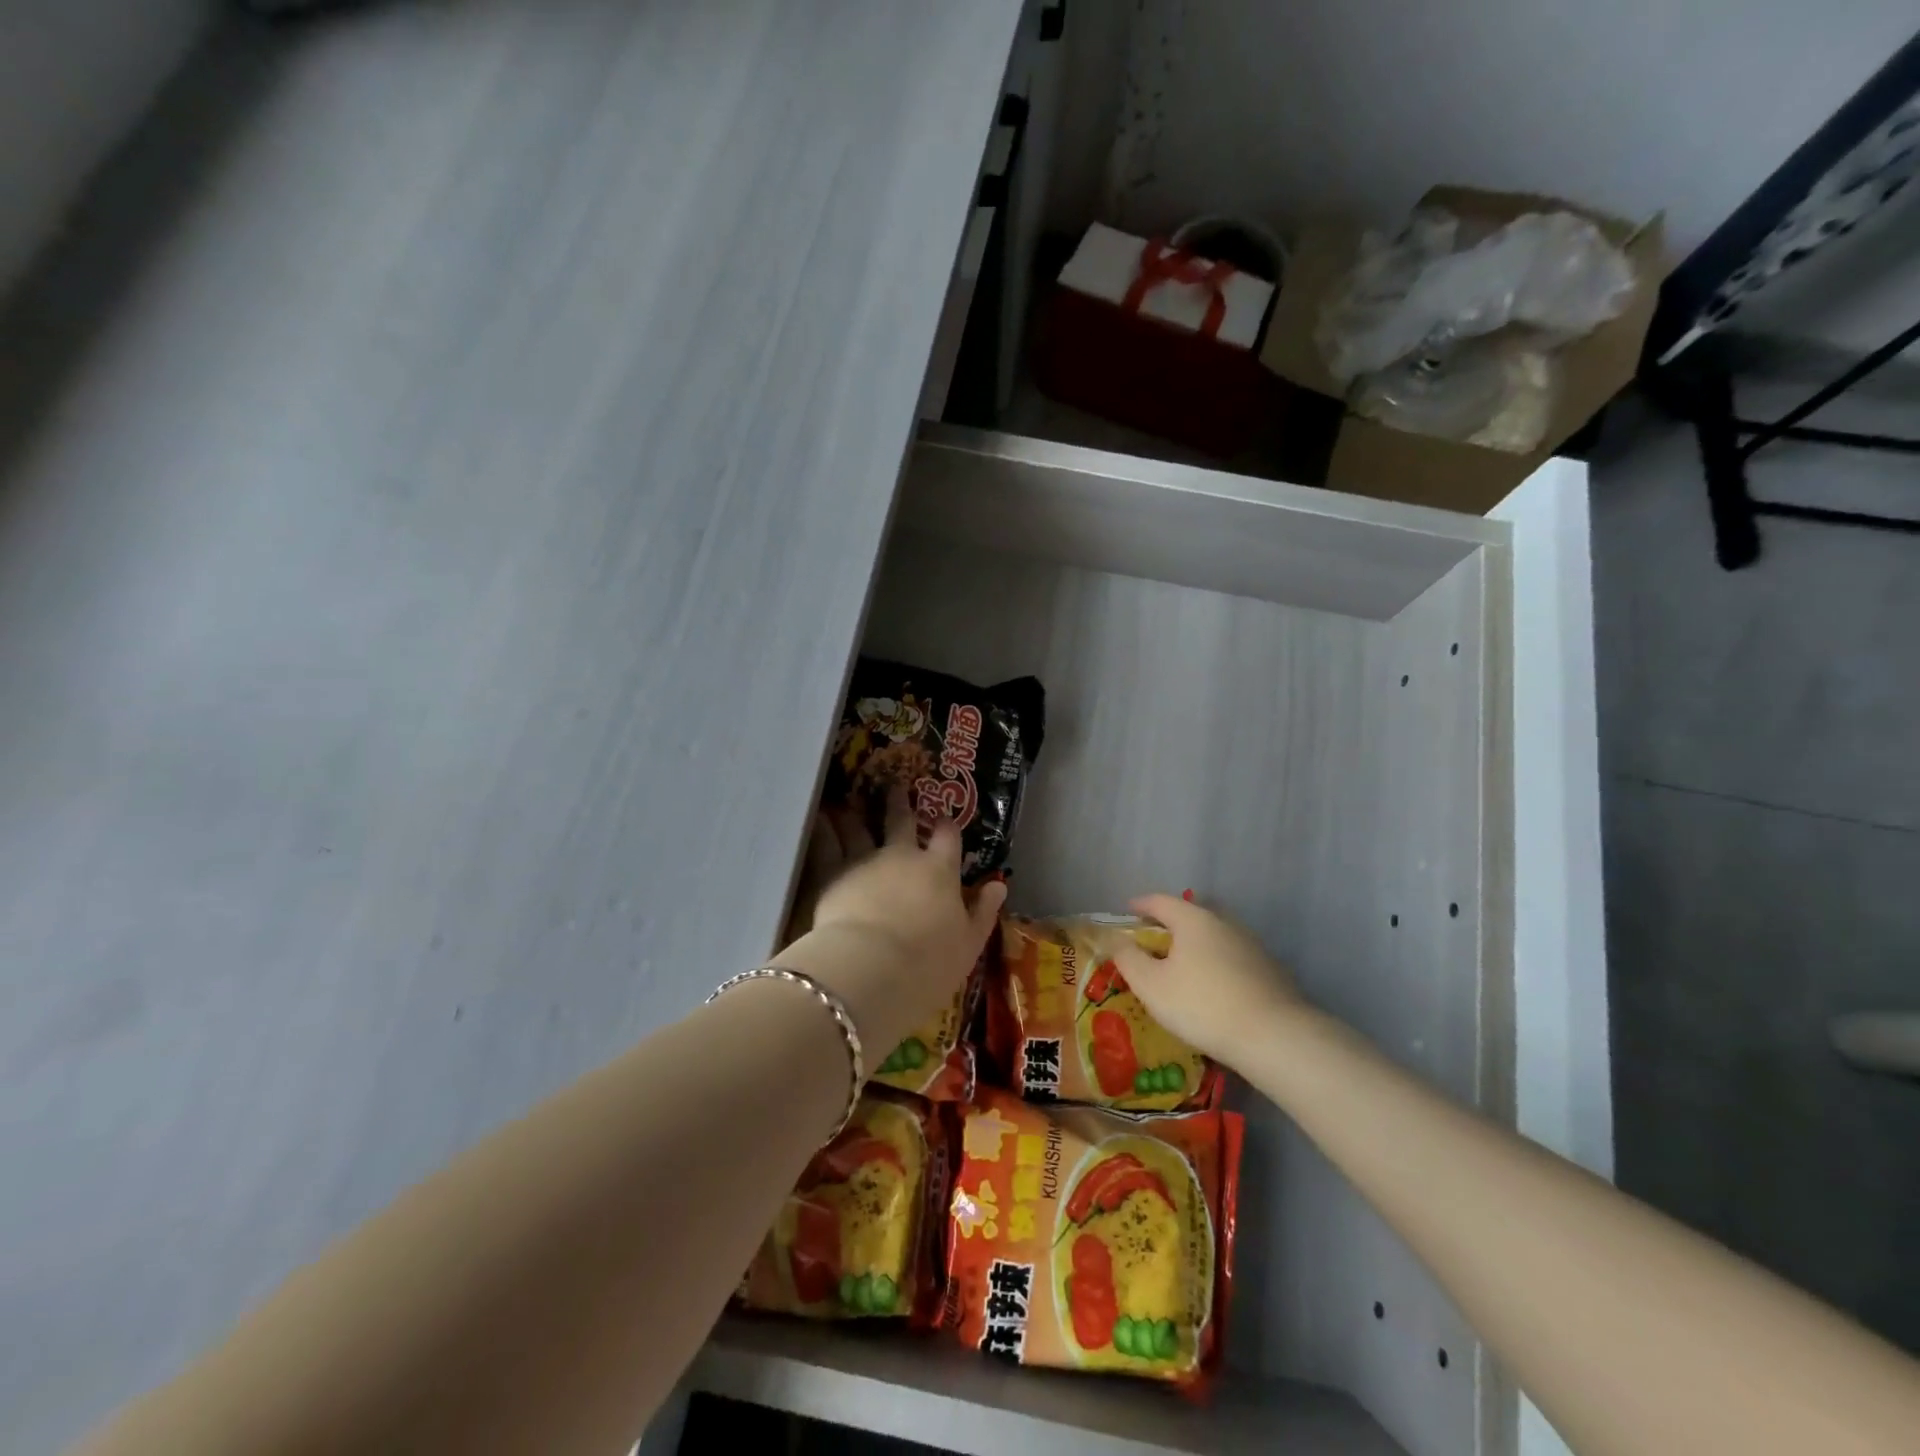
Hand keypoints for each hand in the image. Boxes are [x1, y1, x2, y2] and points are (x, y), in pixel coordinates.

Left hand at [779, 789, 1005, 1058]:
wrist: (872, 970)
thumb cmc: (928, 963)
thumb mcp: (969, 944)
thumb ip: (983, 913)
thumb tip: (998, 886)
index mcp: (939, 871)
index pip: (947, 839)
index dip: (946, 826)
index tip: (944, 817)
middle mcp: (903, 857)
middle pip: (902, 822)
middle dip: (900, 803)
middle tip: (895, 785)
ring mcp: (865, 861)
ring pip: (860, 828)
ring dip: (856, 812)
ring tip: (850, 800)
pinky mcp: (832, 874)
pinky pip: (827, 845)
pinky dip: (824, 829)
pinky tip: (819, 818)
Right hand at [1108, 893, 1304, 1070]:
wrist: (1273, 1036)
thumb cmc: (1201, 1005)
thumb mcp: (1151, 985)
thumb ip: (1128, 957)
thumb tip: (1113, 937)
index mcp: (1193, 919)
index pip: (1160, 901)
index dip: (1140, 905)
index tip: (1128, 910)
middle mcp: (1224, 923)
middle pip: (1191, 914)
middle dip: (1170, 922)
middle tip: (1154, 938)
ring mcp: (1251, 945)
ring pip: (1214, 935)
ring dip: (1195, 943)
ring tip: (1182, 964)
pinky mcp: (1269, 969)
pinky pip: (1232, 956)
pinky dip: (1216, 961)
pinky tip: (1213, 985)